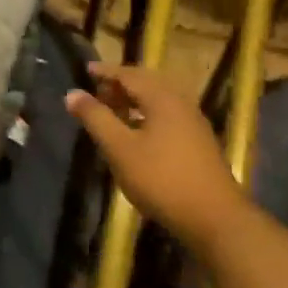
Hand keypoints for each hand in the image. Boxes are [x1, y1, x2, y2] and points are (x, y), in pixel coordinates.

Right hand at [64, 63, 246, 255]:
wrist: (214, 217)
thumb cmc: (161, 179)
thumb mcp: (120, 149)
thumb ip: (96, 118)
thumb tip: (72, 94)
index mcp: (162, 99)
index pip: (130, 74)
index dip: (106, 71)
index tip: (86, 70)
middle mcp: (181, 103)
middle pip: (147, 84)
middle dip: (121, 85)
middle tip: (98, 93)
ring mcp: (194, 123)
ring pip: (159, 101)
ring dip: (135, 101)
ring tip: (114, 112)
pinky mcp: (199, 143)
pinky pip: (168, 116)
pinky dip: (147, 115)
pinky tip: (138, 135)